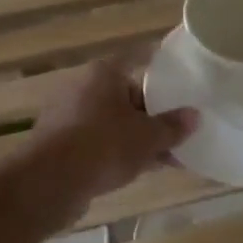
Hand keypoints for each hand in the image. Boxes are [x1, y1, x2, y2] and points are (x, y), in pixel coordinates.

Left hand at [18, 51, 196, 220]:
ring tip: (166, 158)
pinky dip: (116, 152)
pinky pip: (97, 143)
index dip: (159, 70)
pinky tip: (138, 171)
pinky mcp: (59, 144)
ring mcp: (67, 116)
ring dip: (136, 138)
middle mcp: (82, 88)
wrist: (48, 181)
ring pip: (112, 122)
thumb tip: (194, 116)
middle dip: (152, 115)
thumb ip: (172, 127)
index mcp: (104, 73)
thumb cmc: (103, 146)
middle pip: (126, 95)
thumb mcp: (148, 138)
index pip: (137, 60)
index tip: (180, 80)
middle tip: (179, 132)